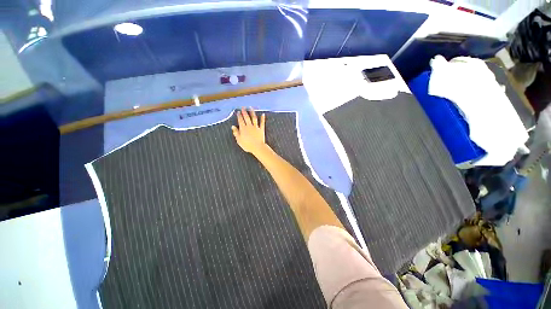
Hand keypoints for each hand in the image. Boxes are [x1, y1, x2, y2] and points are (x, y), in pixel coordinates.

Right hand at [232, 107, 266, 154]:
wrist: (257, 147)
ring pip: (254, 118)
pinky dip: (262, 118)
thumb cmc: (247, 145)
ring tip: (251, 108)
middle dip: (244, 112)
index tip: (238, 112)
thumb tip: (233, 126)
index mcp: (243, 128)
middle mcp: (249, 126)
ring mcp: (256, 127)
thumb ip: (236, 133)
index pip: (240, 120)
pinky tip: (263, 114)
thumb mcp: (239, 140)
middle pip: (246, 117)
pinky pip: (262, 123)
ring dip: (252, 112)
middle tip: (243, 107)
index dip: (239, 116)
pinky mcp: (261, 129)